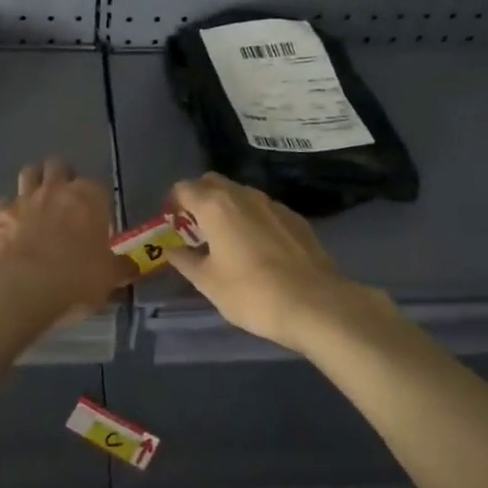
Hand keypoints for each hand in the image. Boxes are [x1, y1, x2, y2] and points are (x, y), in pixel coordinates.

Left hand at [0, 158, 134, 322]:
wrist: (25, 288)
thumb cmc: (78, 278)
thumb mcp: (109, 277)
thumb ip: (120, 267)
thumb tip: (132, 267)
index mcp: (89, 197)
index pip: (98, 185)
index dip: (97, 200)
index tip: (97, 218)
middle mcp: (56, 189)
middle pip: (59, 166)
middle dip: (62, 177)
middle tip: (65, 201)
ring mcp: (24, 199)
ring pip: (29, 172)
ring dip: (34, 183)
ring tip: (37, 202)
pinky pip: (4, 203)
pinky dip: (9, 212)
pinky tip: (12, 228)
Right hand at [164, 173, 394, 353]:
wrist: (316, 304)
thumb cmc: (251, 293)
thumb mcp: (208, 283)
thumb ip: (185, 261)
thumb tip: (172, 250)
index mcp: (215, 205)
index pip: (184, 187)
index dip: (173, 203)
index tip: (172, 225)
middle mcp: (244, 195)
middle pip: (212, 183)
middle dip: (199, 199)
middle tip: (195, 229)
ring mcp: (273, 204)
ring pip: (240, 194)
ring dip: (227, 208)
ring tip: (226, 240)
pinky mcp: (296, 219)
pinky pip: (264, 210)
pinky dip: (252, 220)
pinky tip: (258, 249)